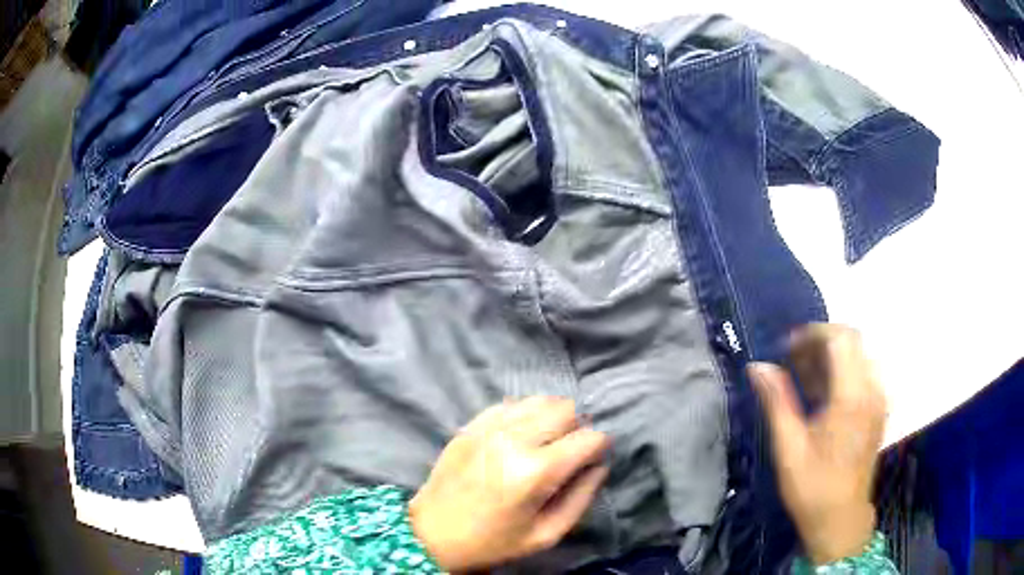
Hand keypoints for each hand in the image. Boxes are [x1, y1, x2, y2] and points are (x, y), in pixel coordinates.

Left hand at [409, 397, 610, 571]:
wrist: (432, 534)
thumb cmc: (493, 542)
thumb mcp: (546, 534)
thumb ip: (581, 498)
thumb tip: (599, 465)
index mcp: (535, 472)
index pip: (588, 438)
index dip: (600, 446)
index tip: (595, 458)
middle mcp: (513, 440)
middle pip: (565, 409)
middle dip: (578, 427)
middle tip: (570, 451)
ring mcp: (488, 428)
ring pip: (539, 400)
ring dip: (552, 417)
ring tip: (547, 441)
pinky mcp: (471, 426)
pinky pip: (510, 404)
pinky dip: (525, 414)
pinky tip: (521, 436)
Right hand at [748, 324, 886, 565]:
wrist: (841, 519)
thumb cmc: (813, 487)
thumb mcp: (789, 448)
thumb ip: (777, 402)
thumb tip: (757, 366)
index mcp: (852, 397)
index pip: (840, 339)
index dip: (812, 334)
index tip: (786, 348)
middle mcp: (872, 389)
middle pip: (852, 340)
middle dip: (820, 341)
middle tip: (792, 361)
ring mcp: (878, 398)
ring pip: (858, 354)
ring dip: (831, 355)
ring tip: (803, 376)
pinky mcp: (878, 408)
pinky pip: (862, 372)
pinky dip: (841, 370)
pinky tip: (821, 393)